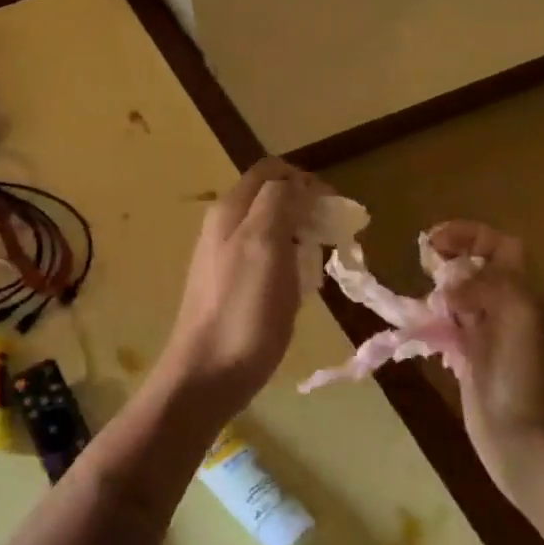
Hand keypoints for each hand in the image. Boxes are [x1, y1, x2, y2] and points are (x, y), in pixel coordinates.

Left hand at [156, 158, 316, 416]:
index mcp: (231, 209)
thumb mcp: (264, 244)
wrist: (208, 372)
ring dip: (301, 237)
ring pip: (272, 229)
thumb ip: (279, 202)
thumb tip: (297, 185)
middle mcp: (224, 225)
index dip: (306, 180)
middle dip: (306, 208)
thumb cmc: (243, 309)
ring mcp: (226, 256)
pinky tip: (301, 288)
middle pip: (271, 198)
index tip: (335, 207)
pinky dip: (290, 263)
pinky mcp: (233, 286)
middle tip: (333, 235)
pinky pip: (268, 259)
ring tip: (319, 263)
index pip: (271, 171)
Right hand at [425, 221, 543, 503]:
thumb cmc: (529, 382)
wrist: (531, 450)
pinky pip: (449, 331)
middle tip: (422, 268)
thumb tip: (450, 284)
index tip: (431, 241)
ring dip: (437, 293)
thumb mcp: (520, 318)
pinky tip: (418, 333)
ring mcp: (490, 339)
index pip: (501, 246)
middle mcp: (510, 311)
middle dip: (449, 261)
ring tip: (418, 303)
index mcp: (526, 296)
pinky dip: (432, 324)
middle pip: (478, 270)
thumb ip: (490, 285)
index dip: (469, 235)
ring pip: (461, 299)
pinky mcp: (472, 364)